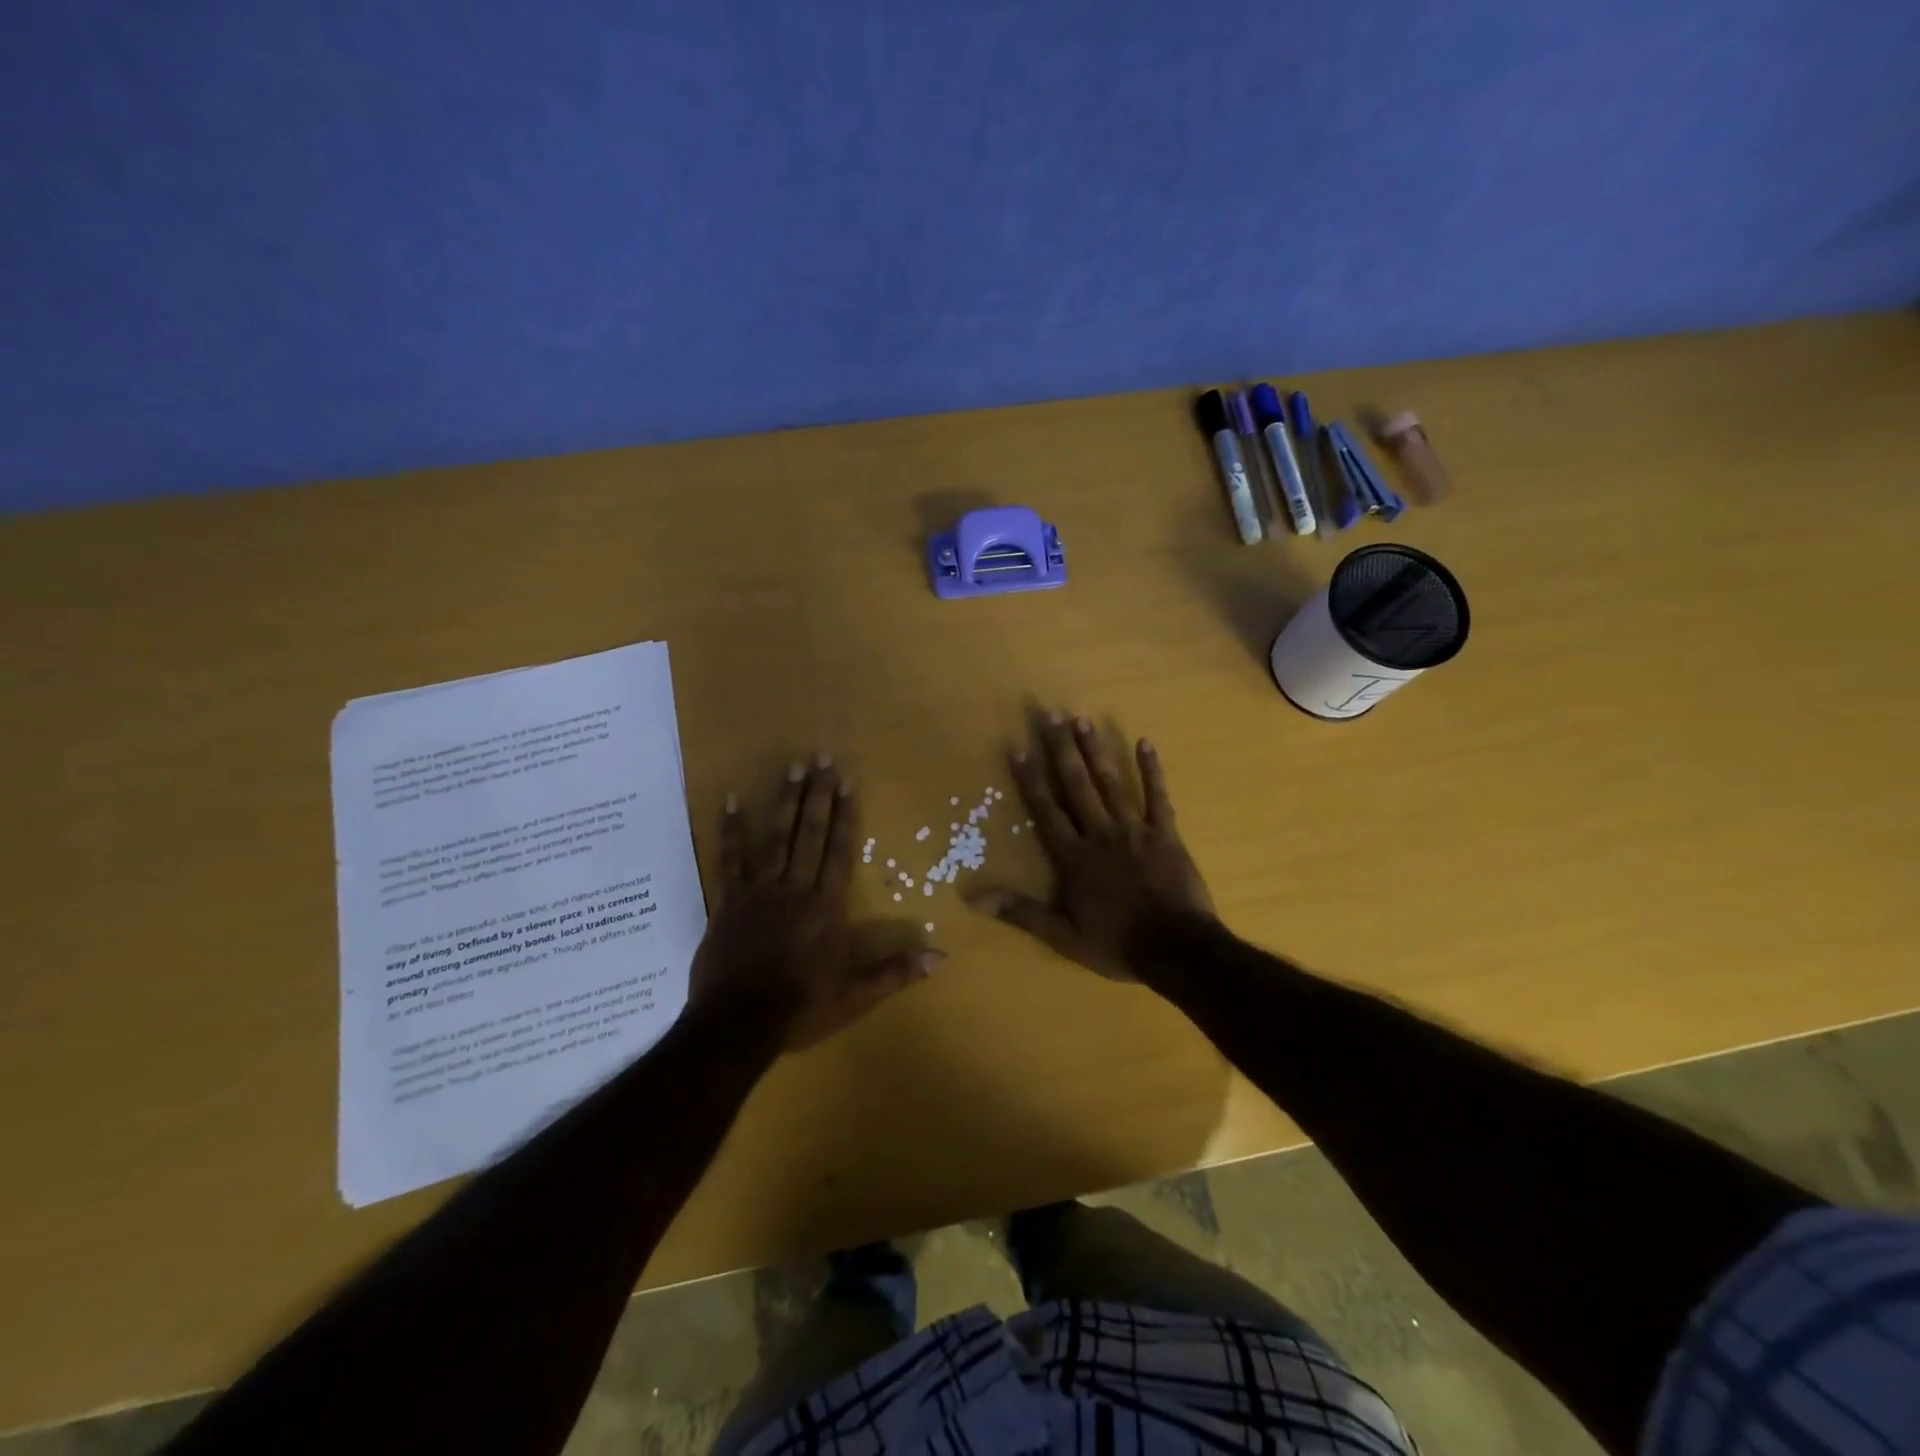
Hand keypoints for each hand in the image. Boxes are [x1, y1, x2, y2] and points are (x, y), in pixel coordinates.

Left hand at [692, 757, 942, 1050]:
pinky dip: (729, 830)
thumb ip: (896, 971)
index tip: (847, 780)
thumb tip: (941, 957)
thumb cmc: (800, 1007)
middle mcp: (796, 887)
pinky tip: (728, 800)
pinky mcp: (729, 901)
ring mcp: (760, 890)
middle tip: (822, 755)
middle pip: (810, 832)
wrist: (738, 1023)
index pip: (840, 850)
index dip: (845, 813)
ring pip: (776, 837)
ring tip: (792, 765)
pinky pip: (729, 860)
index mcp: (827, 906)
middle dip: (818, 793)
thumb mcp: (855, 995)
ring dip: (785, 800)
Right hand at [966, 713, 1213, 979]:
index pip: (1047, 811)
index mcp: (1075, 857)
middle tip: (1051, 715)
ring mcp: (1135, 830)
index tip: (1019, 748)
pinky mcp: (1166, 833)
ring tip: (1083, 720)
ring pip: (1111, 784)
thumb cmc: (1116, 943)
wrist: (1176, 949)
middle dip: (1062, 750)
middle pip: (1077, 786)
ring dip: (1096, 751)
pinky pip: (1158, 797)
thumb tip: (973, 897)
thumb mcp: (1062, 936)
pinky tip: (1145, 743)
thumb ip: (1021, 912)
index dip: (1031, 779)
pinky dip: (1152, 770)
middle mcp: (1100, 834)